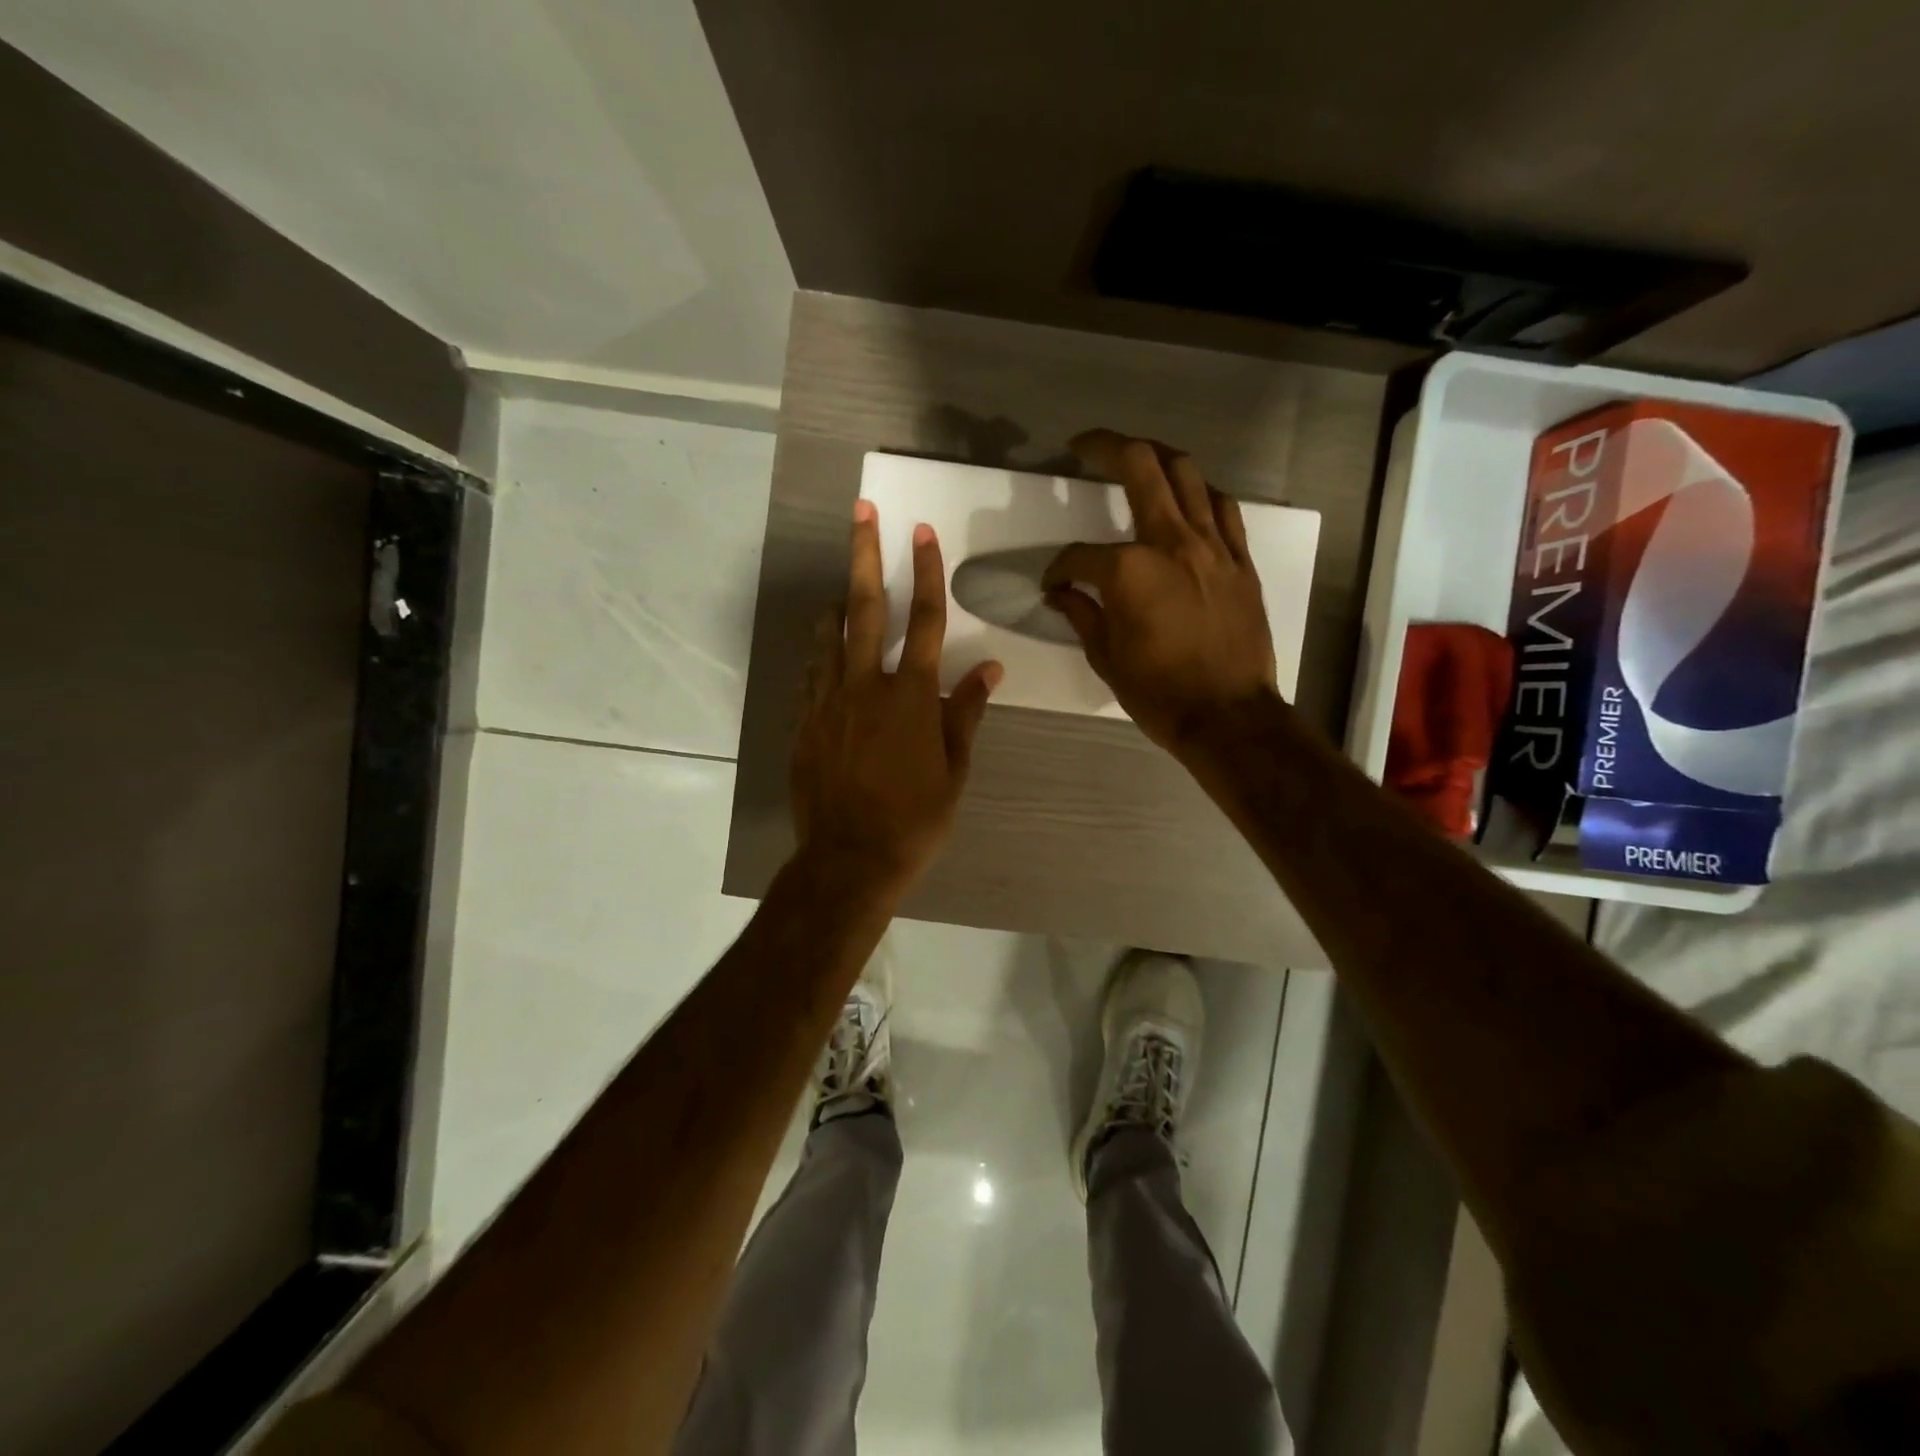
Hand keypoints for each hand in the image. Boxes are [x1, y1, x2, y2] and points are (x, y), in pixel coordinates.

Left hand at [792, 500, 1002, 892]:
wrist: (850, 859)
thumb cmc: (915, 819)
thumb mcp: (954, 770)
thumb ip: (966, 713)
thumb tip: (989, 669)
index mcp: (911, 696)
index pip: (925, 620)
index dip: (926, 572)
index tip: (922, 532)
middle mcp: (866, 686)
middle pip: (865, 608)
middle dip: (865, 554)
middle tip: (862, 512)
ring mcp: (828, 702)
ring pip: (828, 636)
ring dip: (836, 604)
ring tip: (841, 587)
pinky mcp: (805, 723)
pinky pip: (810, 675)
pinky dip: (820, 655)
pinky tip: (824, 652)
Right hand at [1043, 429, 1279, 755]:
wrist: (1228, 716)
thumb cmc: (1159, 693)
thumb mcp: (1106, 657)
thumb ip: (1081, 613)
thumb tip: (1059, 592)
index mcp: (1129, 570)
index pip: (1079, 555)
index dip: (1059, 567)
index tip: (1053, 583)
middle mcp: (1172, 542)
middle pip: (1140, 466)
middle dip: (1106, 447)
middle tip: (1084, 445)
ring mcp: (1213, 546)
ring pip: (1187, 473)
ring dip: (1157, 457)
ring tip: (1138, 458)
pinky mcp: (1240, 560)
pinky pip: (1223, 508)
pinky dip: (1201, 494)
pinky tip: (1189, 500)